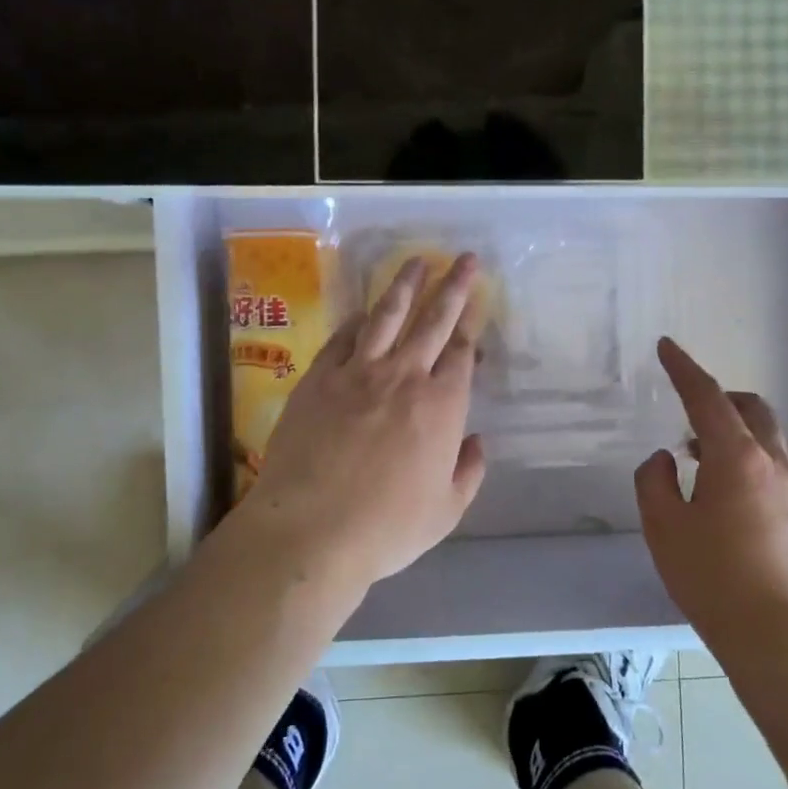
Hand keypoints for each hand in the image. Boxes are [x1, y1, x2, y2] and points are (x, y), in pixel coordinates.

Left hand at [236, 254, 487, 592]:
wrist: (310, 529)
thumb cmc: (386, 527)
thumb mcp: (446, 511)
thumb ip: (468, 472)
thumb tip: (477, 442)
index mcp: (441, 406)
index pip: (461, 354)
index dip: (471, 327)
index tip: (477, 307)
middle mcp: (403, 377)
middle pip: (433, 321)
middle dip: (452, 286)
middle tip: (464, 258)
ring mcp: (357, 373)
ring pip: (386, 316)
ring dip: (405, 286)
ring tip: (417, 262)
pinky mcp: (318, 379)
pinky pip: (343, 337)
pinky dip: (358, 319)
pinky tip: (364, 309)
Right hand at [634, 337, 787, 661]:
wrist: (783, 642)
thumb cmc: (714, 581)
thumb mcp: (664, 529)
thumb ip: (654, 482)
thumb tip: (665, 459)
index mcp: (737, 458)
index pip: (707, 397)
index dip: (684, 368)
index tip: (667, 347)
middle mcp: (775, 465)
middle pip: (752, 409)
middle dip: (719, 397)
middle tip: (688, 411)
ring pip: (768, 440)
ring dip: (735, 433)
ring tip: (701, 461)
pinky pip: (777, 470)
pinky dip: (751, 462)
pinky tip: (730, 500)